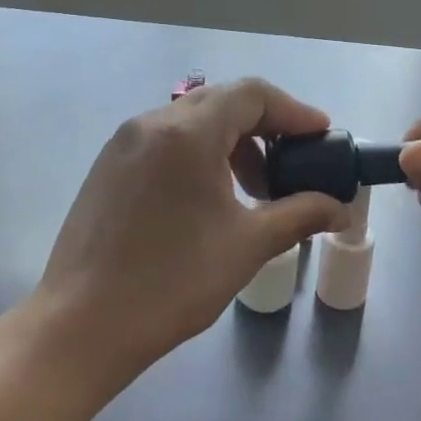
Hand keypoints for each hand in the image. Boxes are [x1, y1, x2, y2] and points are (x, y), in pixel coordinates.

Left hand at [38, 79, 349, 377]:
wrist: (80, 326)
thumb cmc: (171, 283)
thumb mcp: (247, 246)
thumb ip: (300, 215)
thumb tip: (340, 208)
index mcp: (187, 132)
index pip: (252, 94)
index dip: (293, 111)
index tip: (321, 137)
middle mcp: (152, 122)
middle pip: (223, 101)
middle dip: (265, 126)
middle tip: (294, 162)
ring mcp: (125, 141)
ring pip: (192, 119)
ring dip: (232, 142)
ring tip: (255, 188)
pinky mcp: (109, 164)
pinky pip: (166, 139)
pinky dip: (199, 152)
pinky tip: (210, 195)